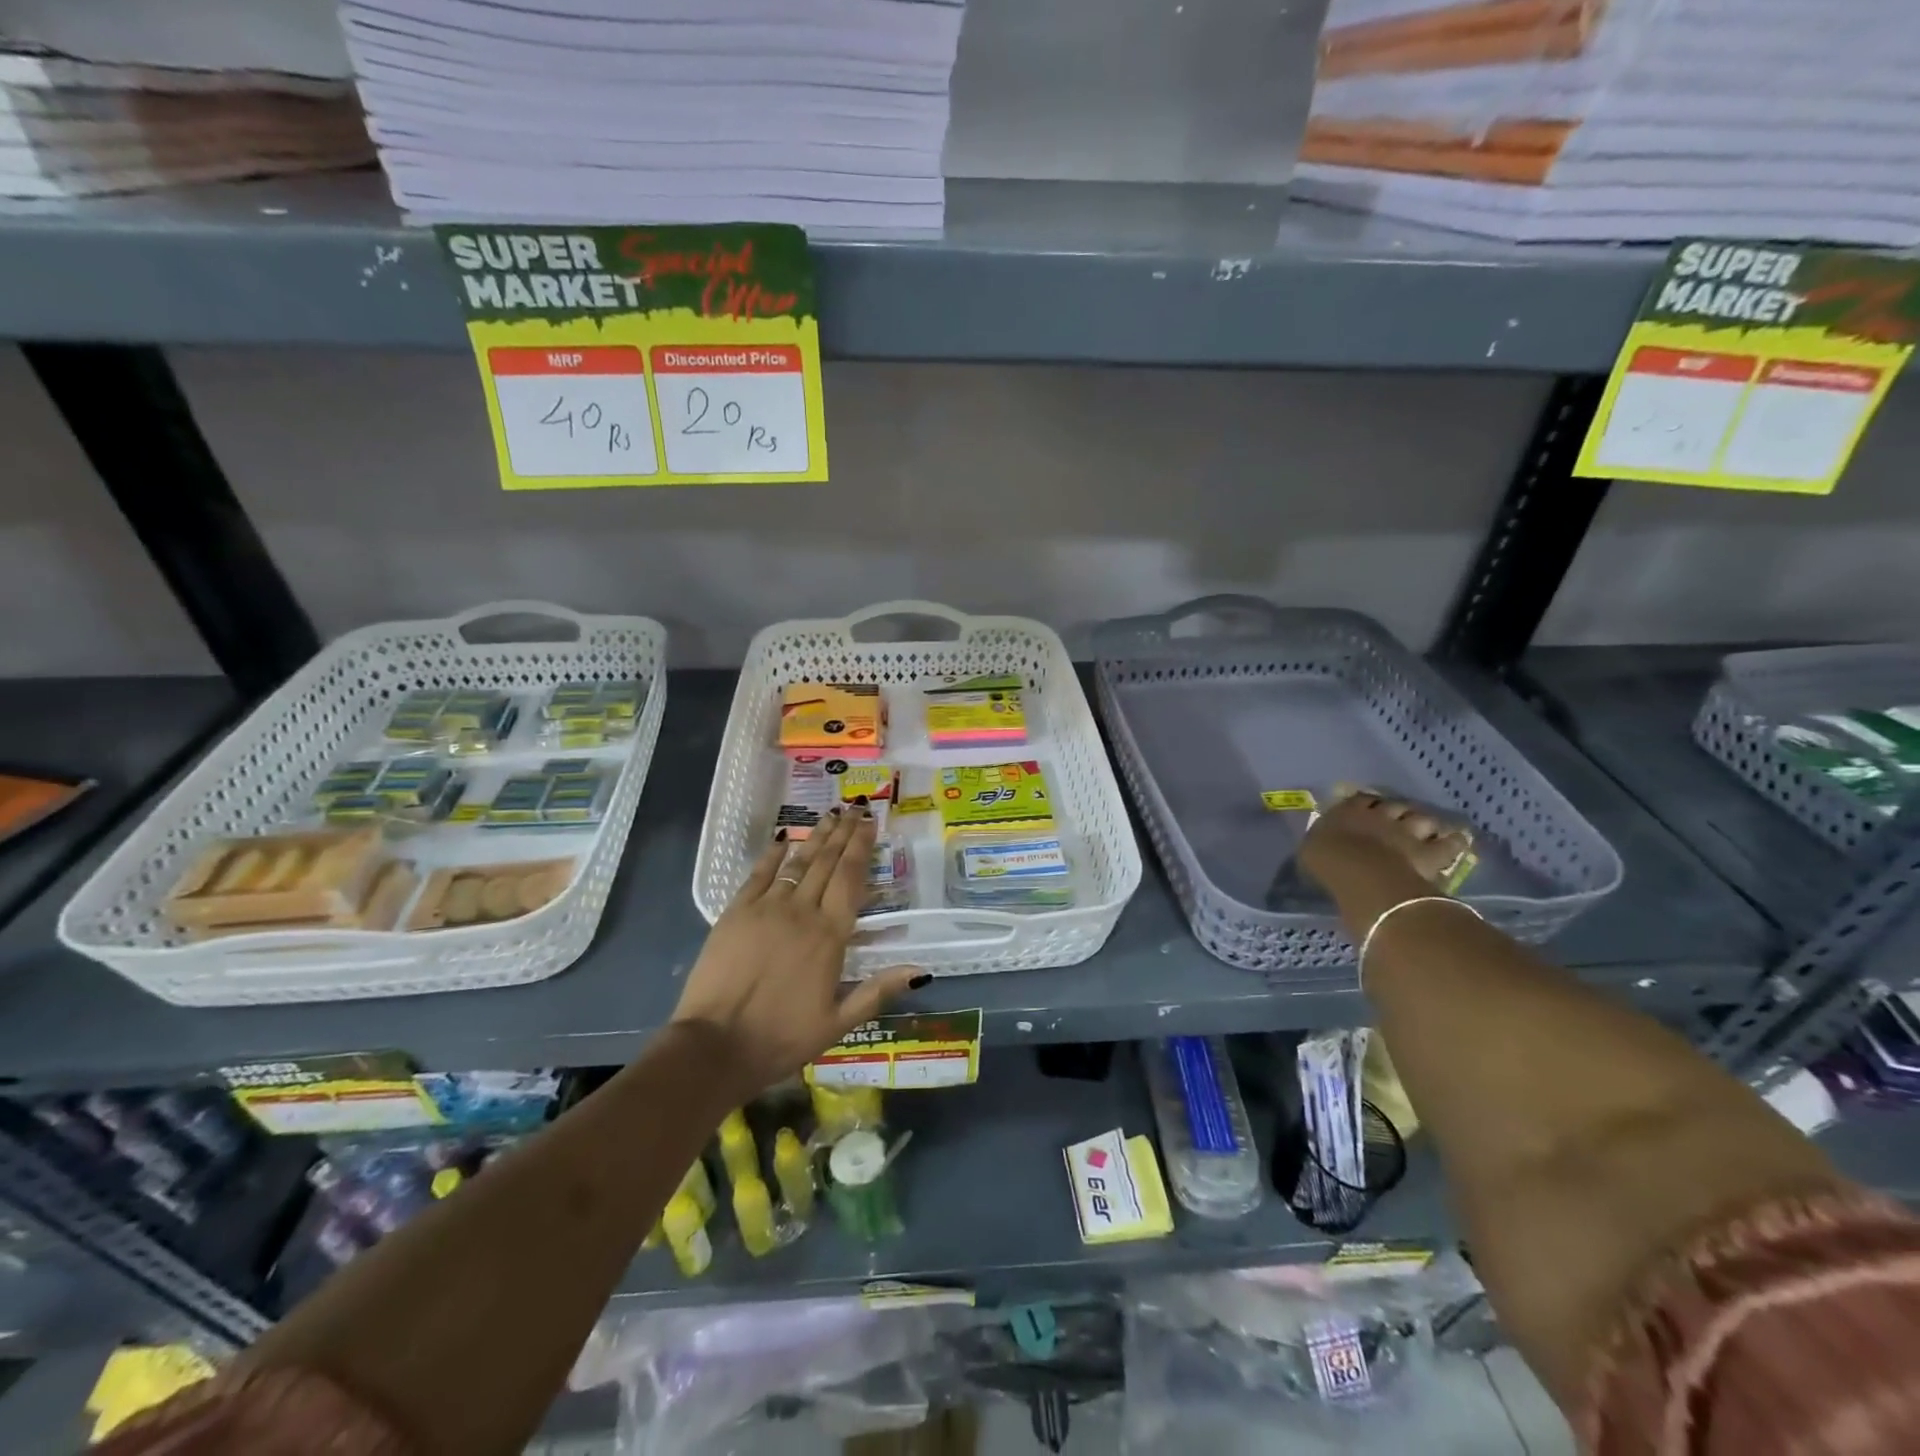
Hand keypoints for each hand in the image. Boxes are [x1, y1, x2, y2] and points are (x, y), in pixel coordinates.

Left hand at [671, 807, 925, 1098]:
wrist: (715, 1046)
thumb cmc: (781, 1038)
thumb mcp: (837, 1023)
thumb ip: (877, 991)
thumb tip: (919, 971)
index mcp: (830, 936)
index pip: (851, 879)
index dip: (861, 847)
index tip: (870, 822)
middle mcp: (802, 912)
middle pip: (827, 863)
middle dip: (843, 833)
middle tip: (855, 808)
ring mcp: (766, 908)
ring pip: (798, 863)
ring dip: (816, 837)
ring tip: (831, 814)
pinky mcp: (735, 913)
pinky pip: (758, 874)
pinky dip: (773, 854)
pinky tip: (784, 838)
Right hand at [1299, 787, 1472, 889]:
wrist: (1360, 873)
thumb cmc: (1327, 861)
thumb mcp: (1311, 849)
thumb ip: (1321, 841)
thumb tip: (1322, 841)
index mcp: (1349, 811)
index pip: (1360, 800)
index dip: (1366, 804)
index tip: (1367, 809)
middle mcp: (1381, 816)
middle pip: (1395, 806)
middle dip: (1398, 812)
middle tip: (1398, 820)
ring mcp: (1408, 831)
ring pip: (1423, 819)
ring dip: (1424, 824)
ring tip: (1427, 829)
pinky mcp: (1430, 852)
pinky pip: (1449, 843)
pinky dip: (1454, 841)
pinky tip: (1459, 840)